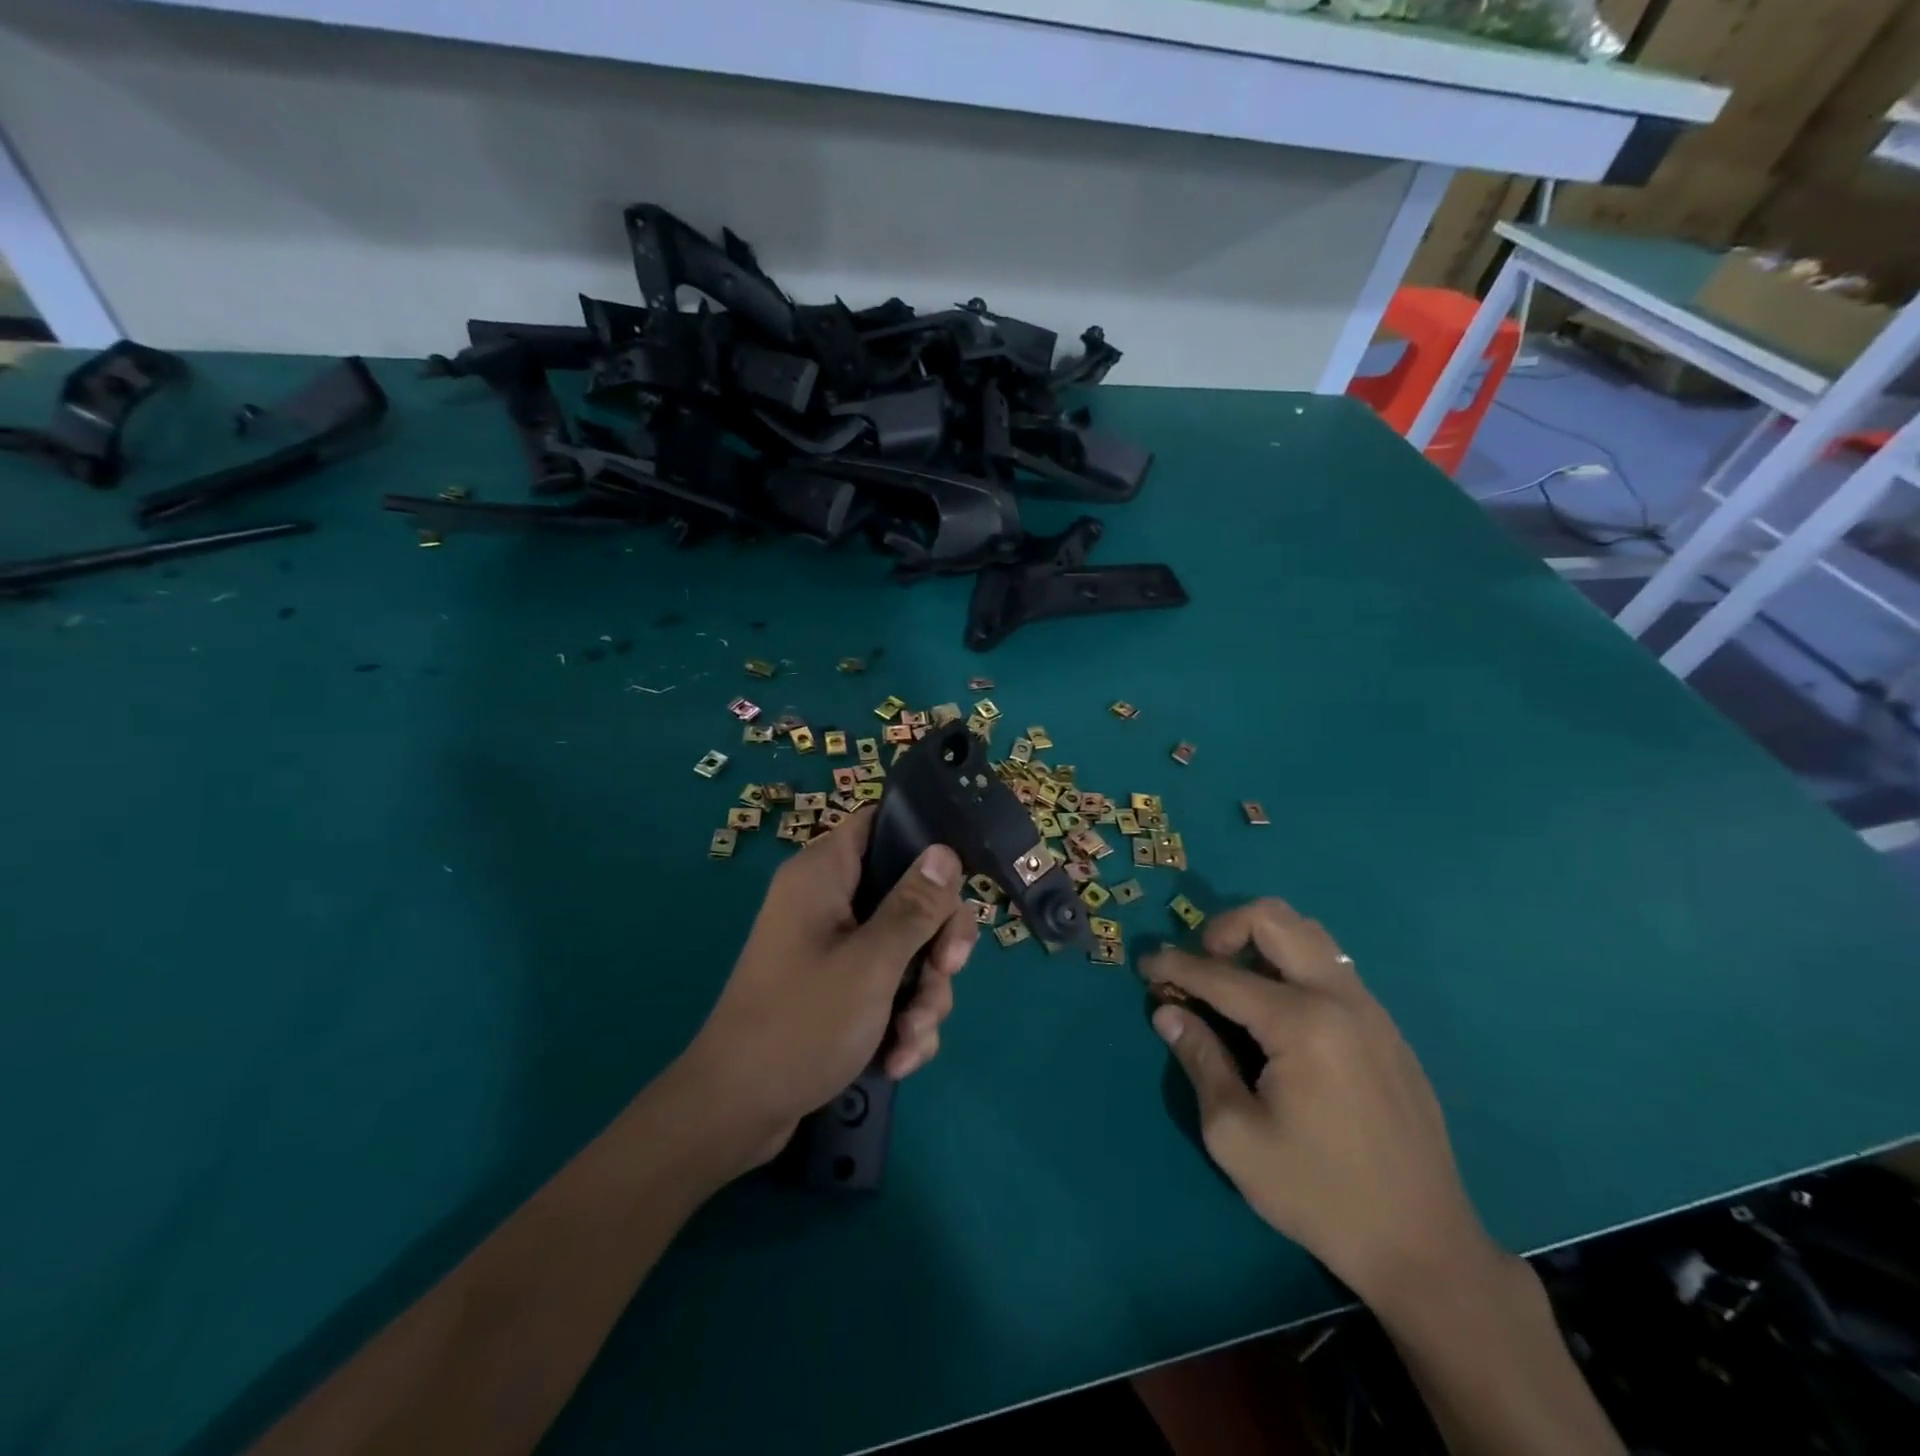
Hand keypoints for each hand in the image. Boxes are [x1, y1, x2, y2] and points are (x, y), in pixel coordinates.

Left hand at [677, 807, 976, 1167]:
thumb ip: (915, 906)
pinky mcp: (838, 988)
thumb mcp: (872, 963)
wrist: (737, 1113)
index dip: (923, 842)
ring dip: (923, 994)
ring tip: (912, 1038)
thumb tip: (945, 851)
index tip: (955, 884)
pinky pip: (889, 985)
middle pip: (909, 893)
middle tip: (946, 973)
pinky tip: (898, 1057)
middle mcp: (829, 901)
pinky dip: (901, 1019)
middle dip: (936, 943)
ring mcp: (834, 947)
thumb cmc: (801, 1024)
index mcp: (824, 874)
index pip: (880, 823)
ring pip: (907, 947)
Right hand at [1142, 899, 1499, 1311]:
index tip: (1144, 964)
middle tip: (1200, 966)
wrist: (1423, 1246)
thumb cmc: (1319, 1194)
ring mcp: (1371, 1009)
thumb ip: (1199, 1060)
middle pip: (1274, 918)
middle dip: (1223, 928)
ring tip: (1234, 985)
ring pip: (1308, 935)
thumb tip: (1168, 1011)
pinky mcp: (1386, 1028)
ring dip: (1260, 942)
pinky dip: (1291, 967)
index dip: (1174, 965)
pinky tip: (1276, 1016)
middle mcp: (1340, 998)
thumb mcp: (1236, 1136)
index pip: (1220, 974)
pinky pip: (1330, 968)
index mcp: (1302, 1023)